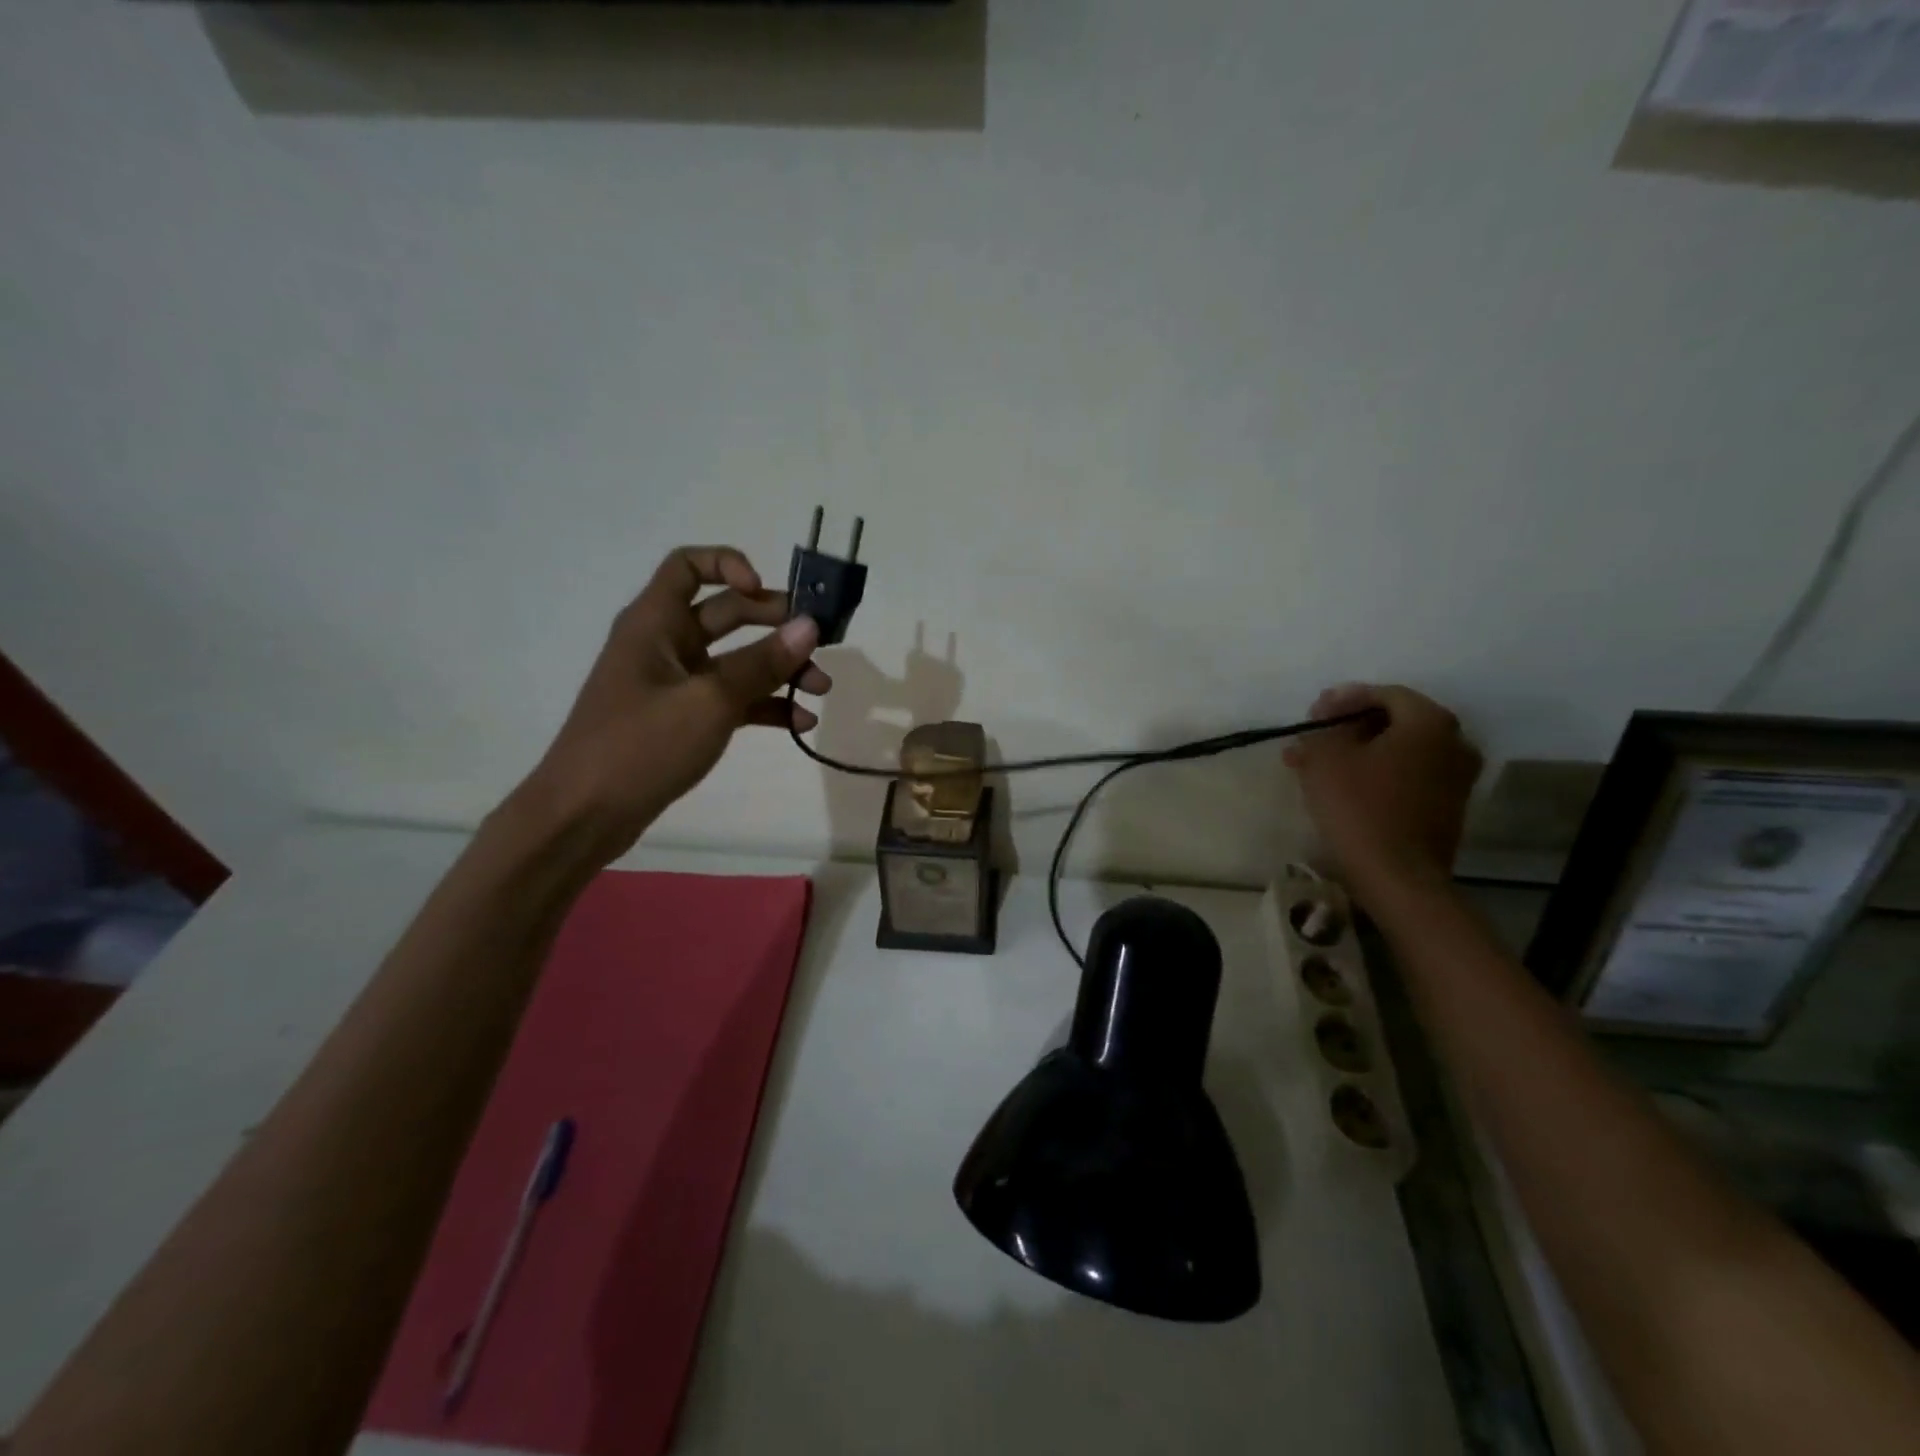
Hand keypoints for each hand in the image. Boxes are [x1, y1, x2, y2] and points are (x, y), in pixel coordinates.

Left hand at [518, 546, 831, 863]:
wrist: (585, 815)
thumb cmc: (641, 746)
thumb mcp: (710, 701)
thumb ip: (762, 662)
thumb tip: (810, 626)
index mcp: (655, 622)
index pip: (689, 566)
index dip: (729, 565)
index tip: (765, 590)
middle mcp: (665, 644)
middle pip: (727, 613)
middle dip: (775, 624)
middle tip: (819, 641)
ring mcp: (675, 684)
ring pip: (737, 661)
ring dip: (779, 669)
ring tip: (821, 689)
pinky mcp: (684, 719)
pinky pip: (732, 699)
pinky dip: (765, 706)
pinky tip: (801, 723)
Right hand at [1284, 684, 1482, 902]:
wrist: (1397, 875)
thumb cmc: (1359, 806)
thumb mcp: (1325, 757)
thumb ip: (1322, 729)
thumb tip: (1325, 722)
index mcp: (1429, 721)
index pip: (1384, 694)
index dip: (1343, 699)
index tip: (1312, 714)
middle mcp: (1454, 742)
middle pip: (1394, 721)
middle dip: (1349, 727)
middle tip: (1314, 736)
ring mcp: (1456, 777)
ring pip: (1398, 751)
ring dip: (1358, 751)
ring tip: (1316, 763)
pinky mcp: (1447, 807)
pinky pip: (1407, 776)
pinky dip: (1376, 773)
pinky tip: (1341, 785)